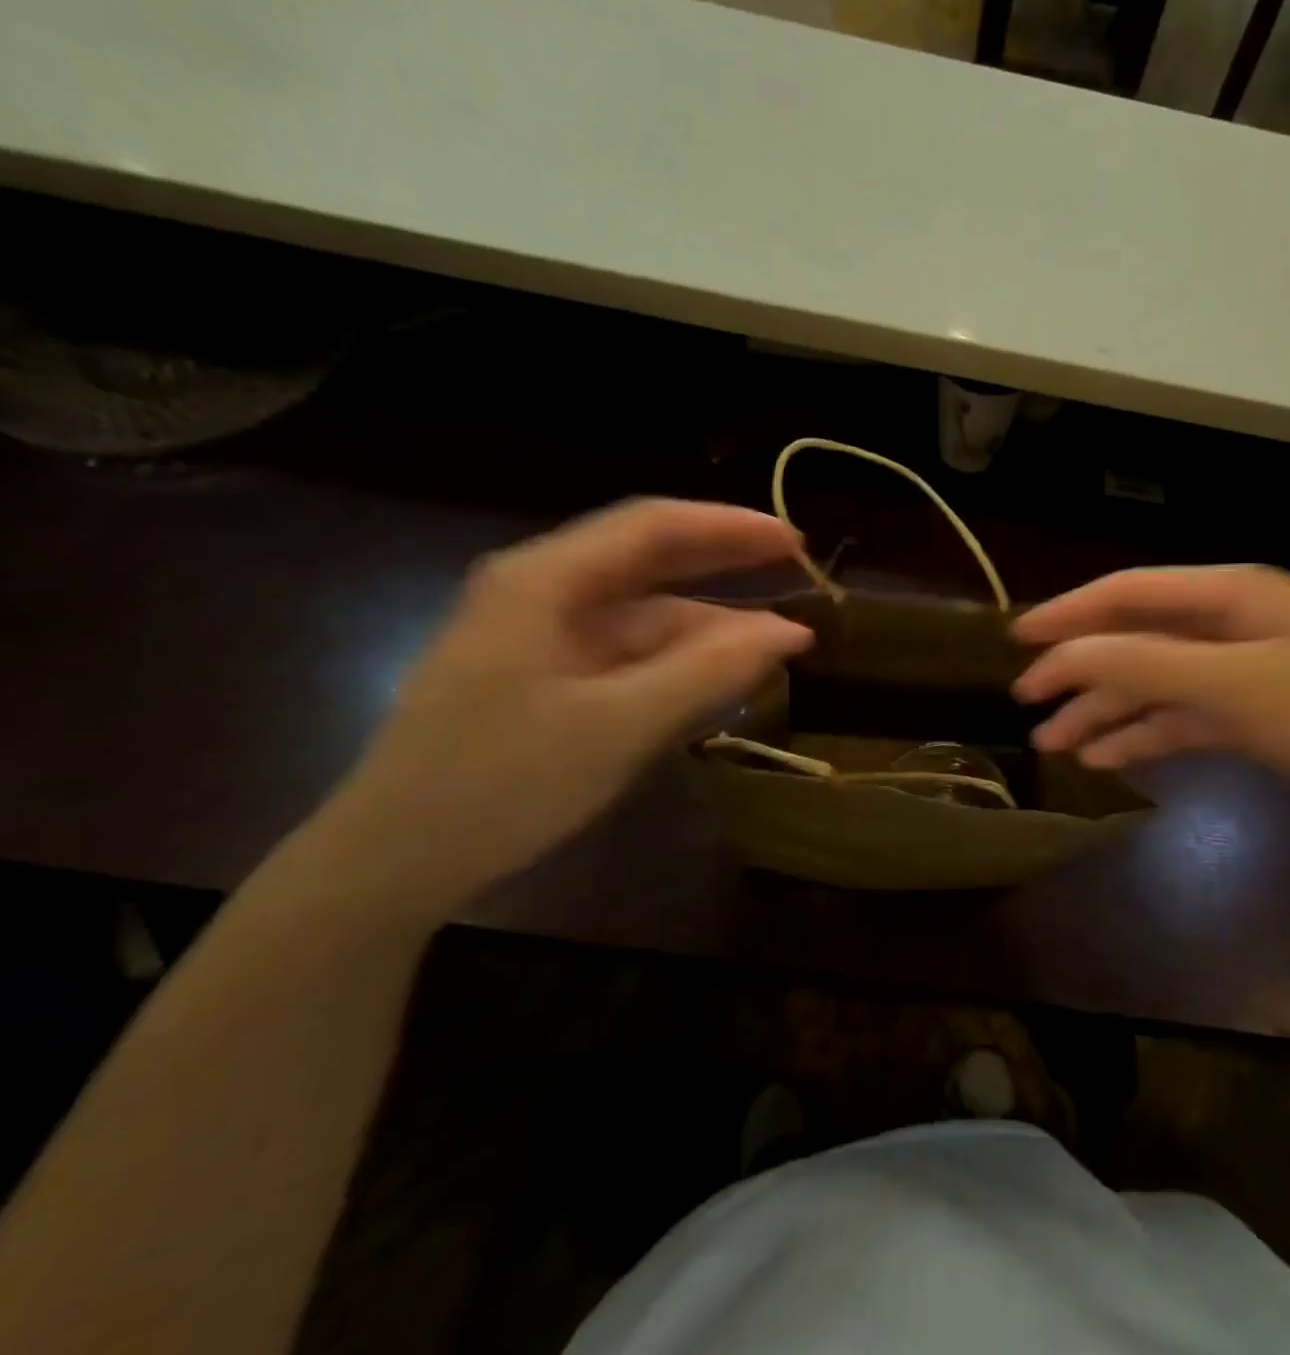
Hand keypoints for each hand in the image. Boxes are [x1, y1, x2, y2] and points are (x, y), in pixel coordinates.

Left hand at [302, 499, 812, 918]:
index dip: (729, 527)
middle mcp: (541, 592)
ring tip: (777, 642)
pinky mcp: (546, 676)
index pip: (652, 526)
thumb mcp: (619, 726)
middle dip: (724, 563)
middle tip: (796, 570)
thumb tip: (790, 632)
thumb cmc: (501, 784)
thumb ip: (709, 672)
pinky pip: (628, 653)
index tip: (794, 541)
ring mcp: (541, 635)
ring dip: (708, 624)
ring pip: (643, 613)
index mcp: (544, 581)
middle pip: (648, 559)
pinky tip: (720, 676)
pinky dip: (678, 660)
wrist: (391, 864)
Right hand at [1012, 566, 1289, 832]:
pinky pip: (1180, 719)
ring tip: (1053, 743)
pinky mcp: (1252, 715)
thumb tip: (1065, 654)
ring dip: (1103, 710)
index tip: (1017, 640)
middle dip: (1079, 670)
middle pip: (1133, 640)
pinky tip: (1106, 758)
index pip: (1126, 594)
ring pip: (1152, 685)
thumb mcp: (1238, 684)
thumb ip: (1147, 663)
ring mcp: (1240, 672)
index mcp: (1225, 596)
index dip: (1067, 614)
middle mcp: (1226, 626)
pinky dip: (1143, 735)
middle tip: (1027, 701)